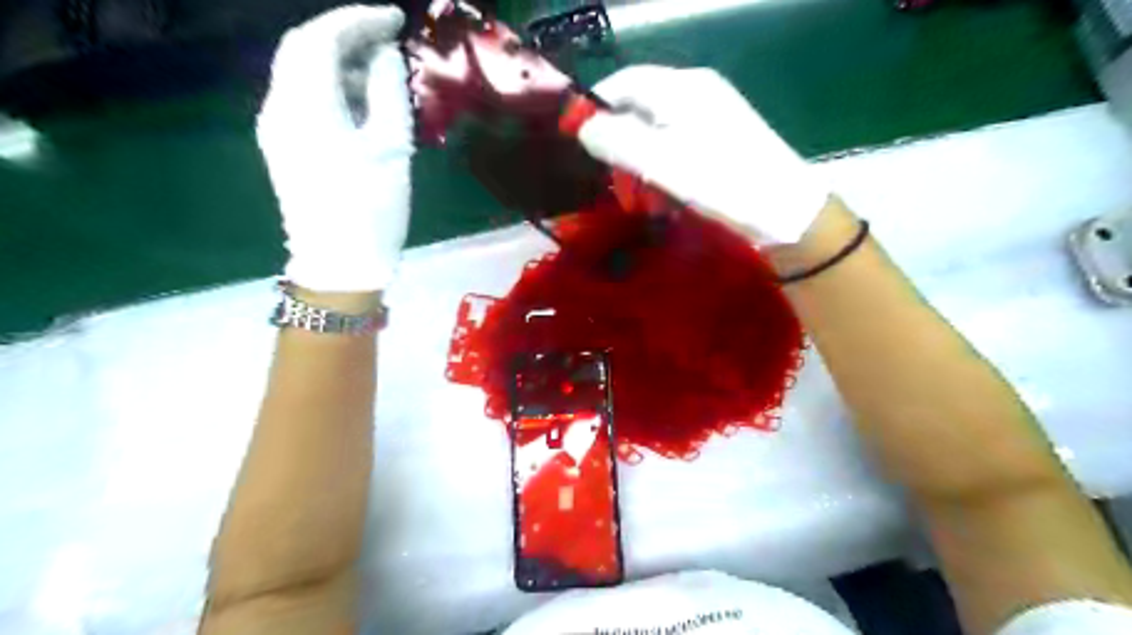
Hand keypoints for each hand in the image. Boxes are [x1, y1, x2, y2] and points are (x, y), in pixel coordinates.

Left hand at [254, 1, 414, 292]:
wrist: (339, 264)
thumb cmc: (371, 210)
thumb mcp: (391, 150)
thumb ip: (387, 93)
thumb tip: (386, 55)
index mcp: (306, 107)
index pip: (321, 39)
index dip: (358, 20)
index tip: (395, 20)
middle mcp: (279, 109)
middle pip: (302, 48)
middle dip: (344, 35)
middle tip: (387, 39)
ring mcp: (277, 129)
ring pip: (300, 72)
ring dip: (338, 61)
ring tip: (381, 73)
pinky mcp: (284, 146)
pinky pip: (303, 98)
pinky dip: (331, 87)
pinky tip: (361, 102)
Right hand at [578, 64, 828, 242]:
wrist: (785, 210)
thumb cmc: (719, 182)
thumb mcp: (659, 161)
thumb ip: (615, 139)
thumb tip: (582, 126)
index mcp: (680, 88)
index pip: (622, 83)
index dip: (593, 108)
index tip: (575, 140)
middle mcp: (696, 92)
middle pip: (640, 109)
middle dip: (621, 146)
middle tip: (616, 182)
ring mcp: (713, 114)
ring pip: (658, 133)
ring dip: (642, 165)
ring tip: (644, 199)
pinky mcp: (723, 138)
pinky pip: (679, 147)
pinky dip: (665, 170)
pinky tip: (668, 196)